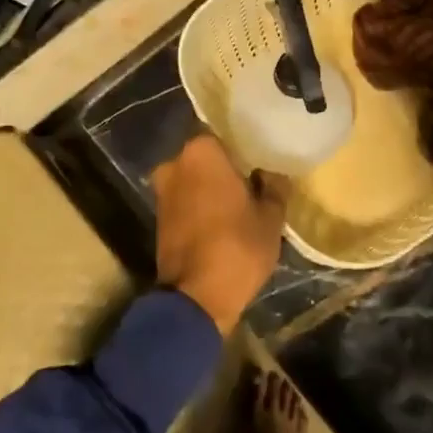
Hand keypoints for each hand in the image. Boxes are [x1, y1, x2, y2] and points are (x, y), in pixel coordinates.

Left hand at [150, 134, 287, 334]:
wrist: (196, 298)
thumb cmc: (237, 247)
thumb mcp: (270, 217)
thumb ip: (274, 187)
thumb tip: (273, 173)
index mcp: (201, 151)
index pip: (226, 133)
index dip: (245, 146)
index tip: (261, 156)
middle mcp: (175, 162)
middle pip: (207, 155)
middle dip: (227, 165)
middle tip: (254, 177)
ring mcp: (163, 189)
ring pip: (194, 177)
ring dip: (212, 185)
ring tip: (241, 198)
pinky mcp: (158, 215)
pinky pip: (186, 197)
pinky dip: (201, 202)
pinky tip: (223, 215)